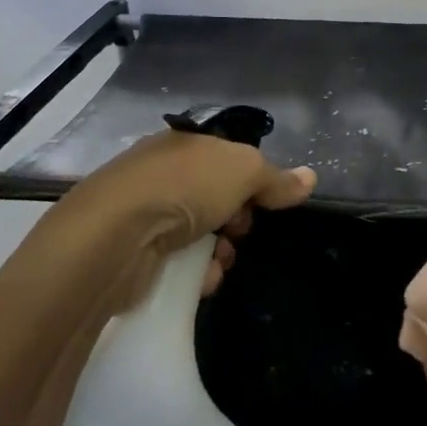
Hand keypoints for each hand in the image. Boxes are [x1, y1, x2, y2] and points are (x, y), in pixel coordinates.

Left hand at [55, 128, 317, 302]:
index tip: (264, 201)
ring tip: (220, 262)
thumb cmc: (185, 188)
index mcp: (184, 145)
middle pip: (216, 199)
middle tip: (239, 231)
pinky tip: (201, 280)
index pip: (226, 159)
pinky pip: (178, 264)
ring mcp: (145, 215)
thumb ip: (277, 178)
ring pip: (200, 235)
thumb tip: (310, 178)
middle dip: (237, 220)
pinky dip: (196, 274)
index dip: (251, 180)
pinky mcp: (134, 254)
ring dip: (220, 252)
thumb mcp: (243, 170)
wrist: (116, 236)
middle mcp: (162, 174)